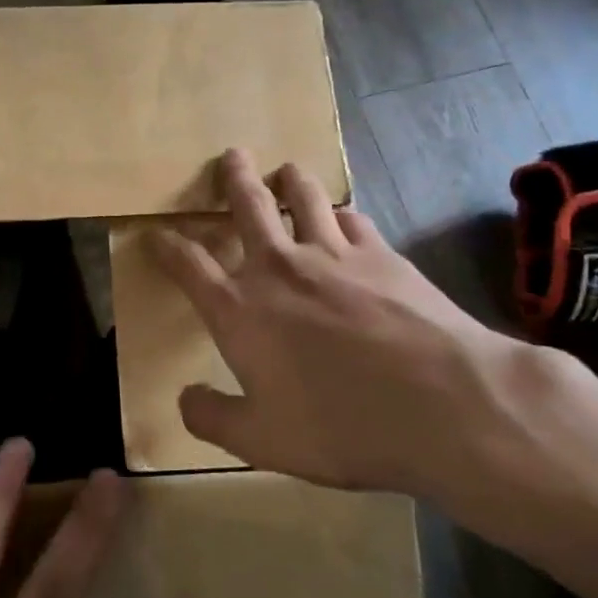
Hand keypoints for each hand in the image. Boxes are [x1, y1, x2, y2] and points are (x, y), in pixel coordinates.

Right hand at [152, 148, 581, 522]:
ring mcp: (333, 253)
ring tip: (286, 170)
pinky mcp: (381, 254)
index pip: (189, 266)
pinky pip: (353, 217)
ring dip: (290, 179)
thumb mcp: (261, 441)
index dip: (168, 247)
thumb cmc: (340, 426)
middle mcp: (279, 267)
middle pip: (248, 207)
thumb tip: (185, 398)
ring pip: (304, 197)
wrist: (442, 404)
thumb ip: (213, 418)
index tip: (156, 233)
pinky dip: (340, 211)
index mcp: (240, 309)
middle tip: (231, 156)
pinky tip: (343, 215)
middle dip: (233, 179)